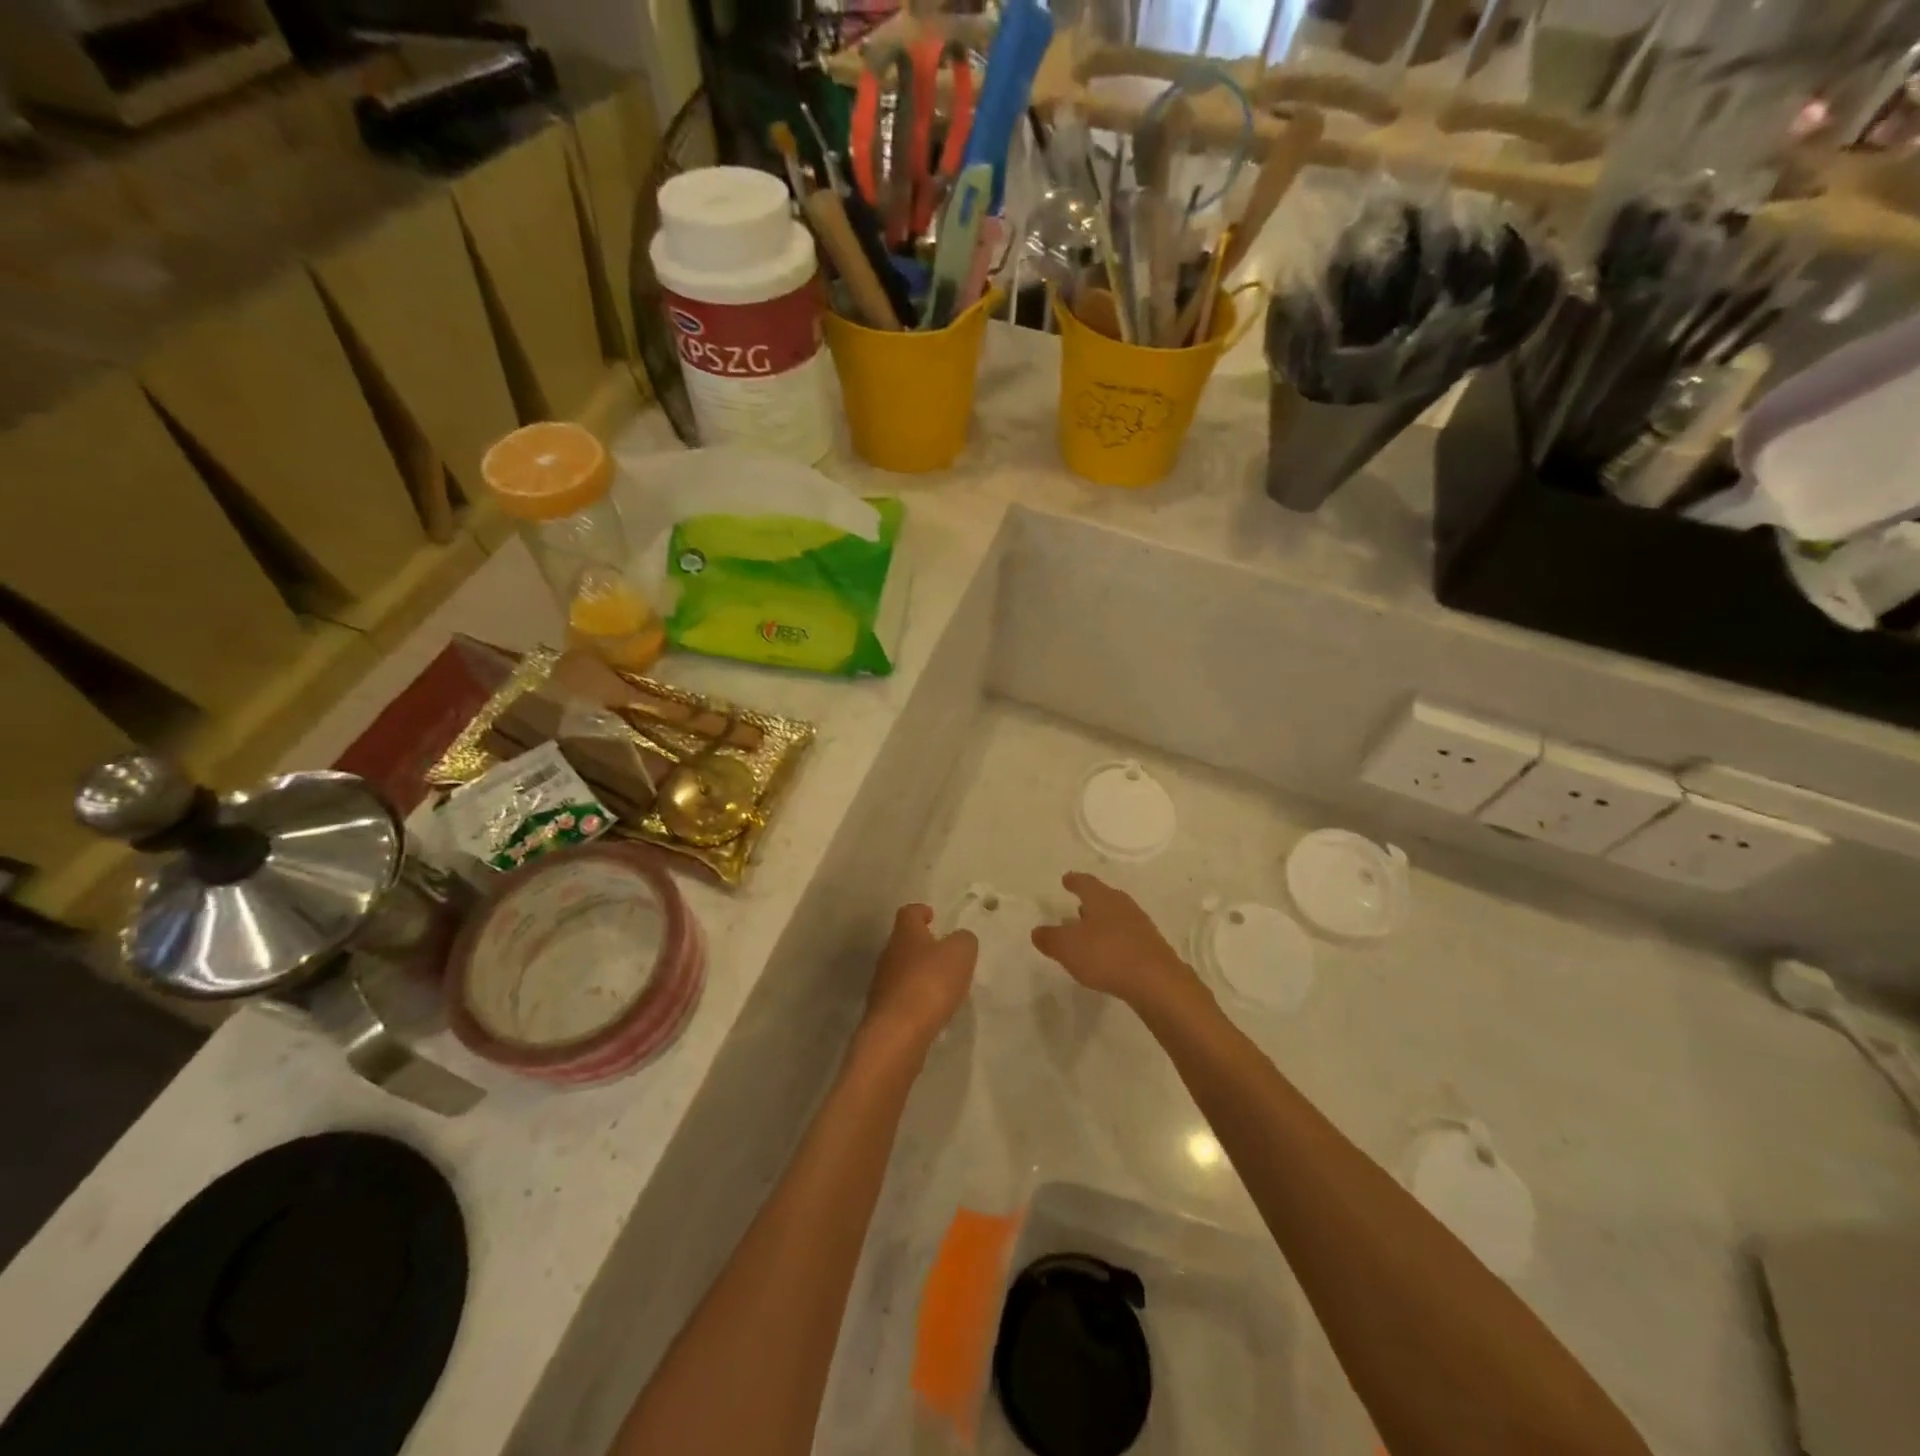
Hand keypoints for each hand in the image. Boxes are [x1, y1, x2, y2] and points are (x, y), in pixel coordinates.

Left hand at [859, 904, 977, 1056]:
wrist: (897, 1033)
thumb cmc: (930, 982)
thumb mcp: (960, 953)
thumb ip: (964, 940)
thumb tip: (959, 939)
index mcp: (905, 934)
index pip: (909, 912)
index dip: (921, 911)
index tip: (932, 916)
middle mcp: (889, 954)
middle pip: (904, 942)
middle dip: (922, 945)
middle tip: (944, 953)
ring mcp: (882, 984)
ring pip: (902, 970)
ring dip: (919, 973)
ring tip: (942, 984)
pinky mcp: (883, 1012)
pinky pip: (902, 997)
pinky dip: (916, 998)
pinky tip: (932, 1009)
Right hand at [1031, 873, 1203, 1010]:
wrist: (1157, 982)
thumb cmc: (1106, 955)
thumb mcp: (1067, 947)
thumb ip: (1050, 938)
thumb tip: (1037, 931)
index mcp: (1101, 898)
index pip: (1085, 882)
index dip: (1074, 881)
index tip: (1066, 879)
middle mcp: (1122, 905)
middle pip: (1103, 898)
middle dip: (1089, 902)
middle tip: (1077, 906)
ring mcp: (1140, 925)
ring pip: (1116, 917)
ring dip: (1102, 922)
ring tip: (1089, 932)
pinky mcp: (1151, 947)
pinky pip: (1126, 937)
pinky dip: (1114, 941)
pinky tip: (1108, 954)